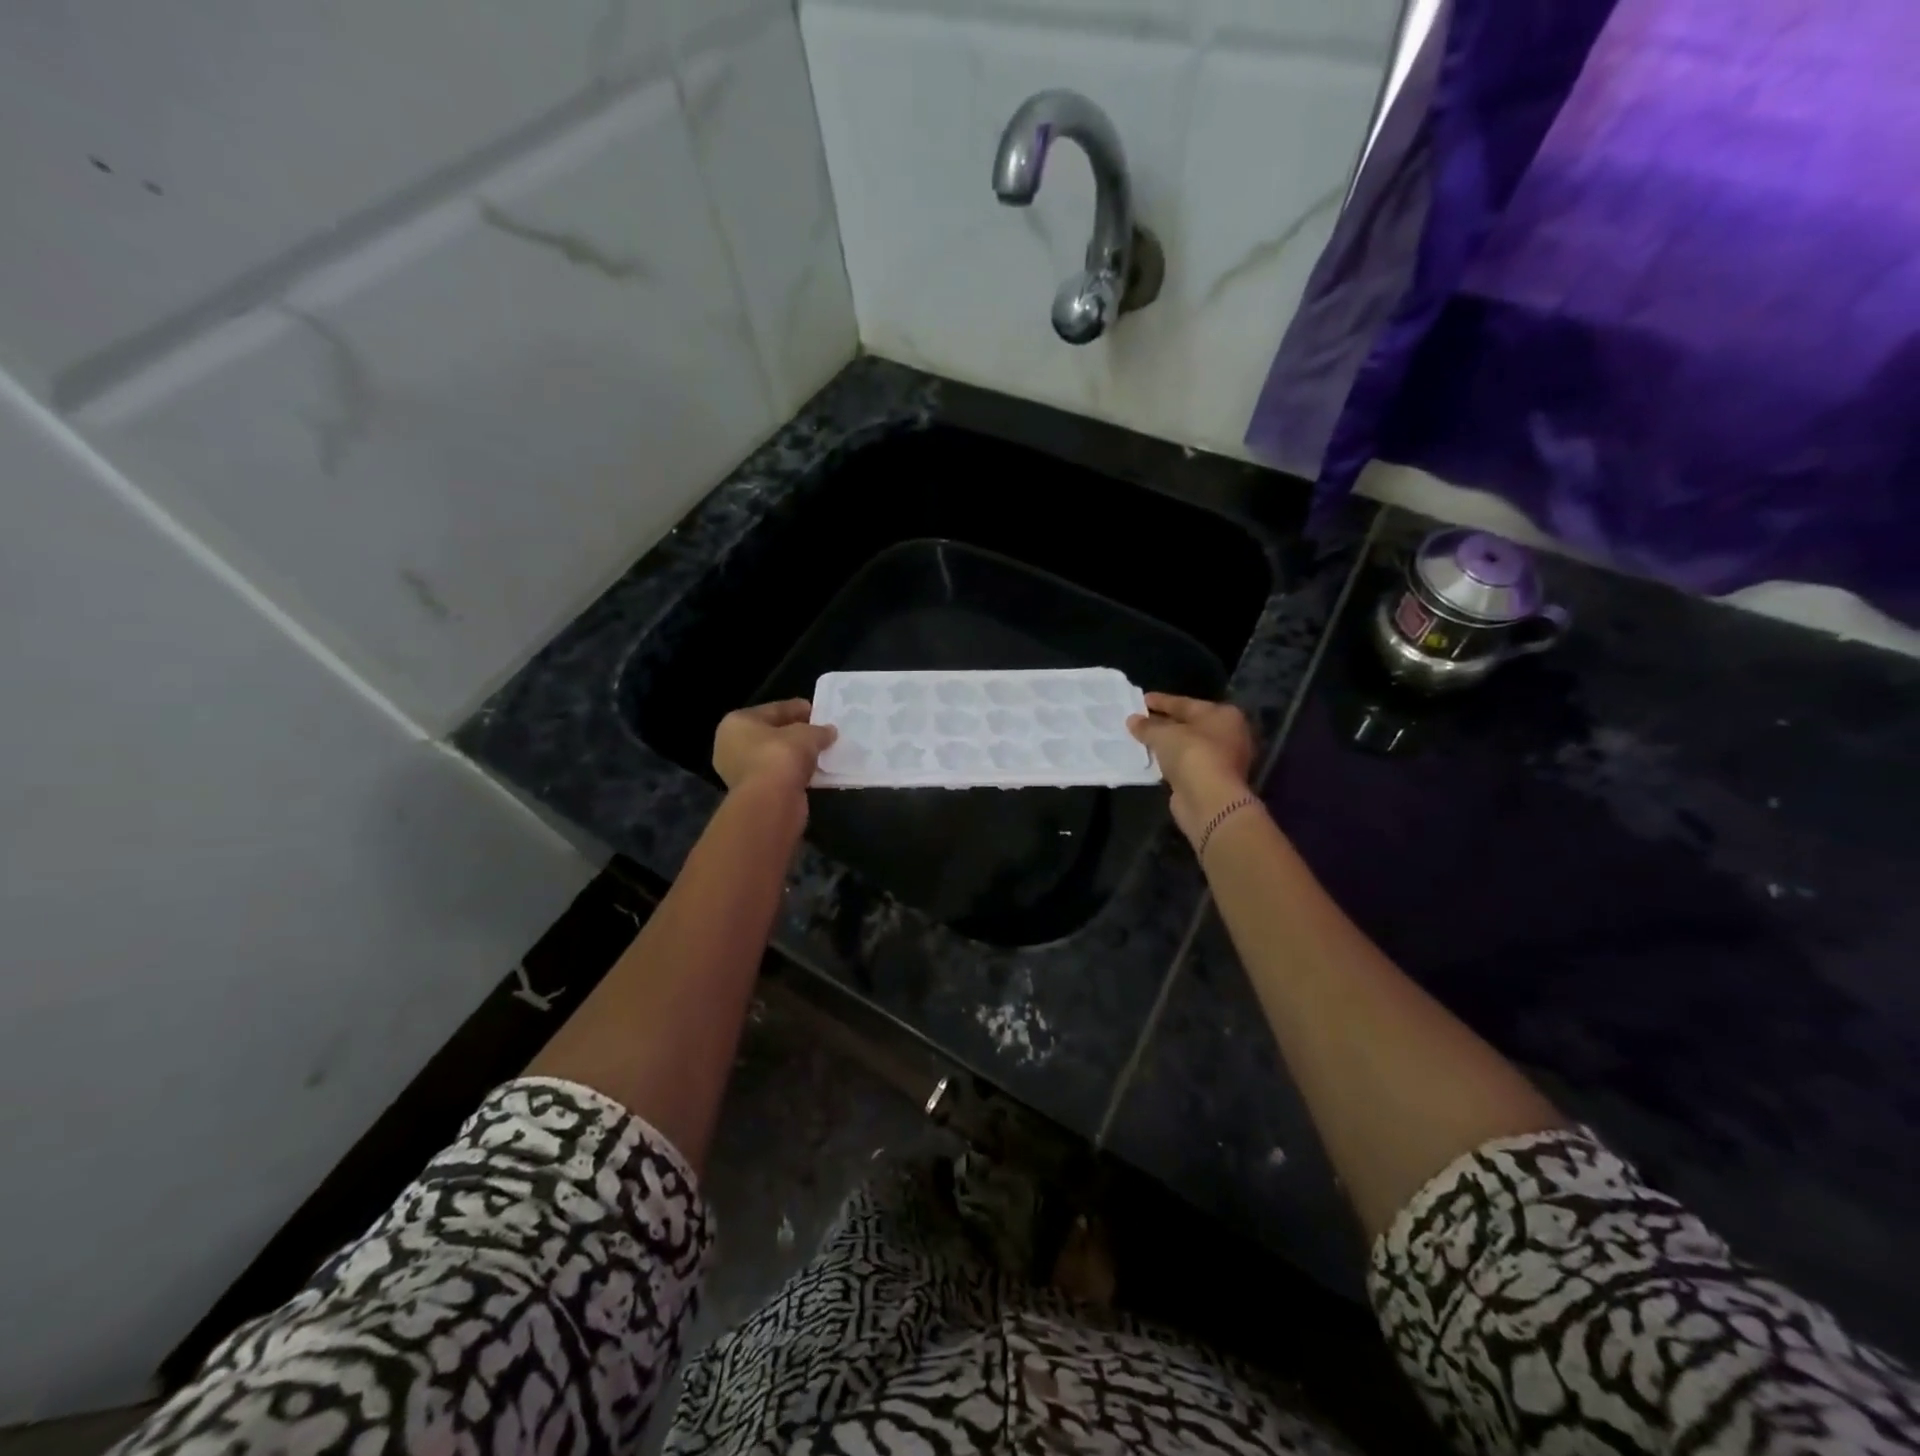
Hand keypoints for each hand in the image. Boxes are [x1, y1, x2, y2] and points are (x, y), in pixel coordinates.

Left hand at [713, 700, 836, 799]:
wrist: (770, 801)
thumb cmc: (781, 755)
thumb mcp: (807, 735)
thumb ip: (818, 730)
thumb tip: (829, 731)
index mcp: (736, 722)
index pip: (772, 710)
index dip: (796, 708)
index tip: (816, 711)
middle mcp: (731, 745)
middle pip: (771, 733)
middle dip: (795, 733)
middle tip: (819, 731)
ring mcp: (739, 771)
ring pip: (774, 756)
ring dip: (795, 755)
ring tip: (820, 751)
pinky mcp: (752, 792)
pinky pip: (778, 775)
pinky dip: (794, 772)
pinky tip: (814, 771)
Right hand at [1128, 694, 1255, 844]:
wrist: (1208, 799)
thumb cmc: (1192, 754)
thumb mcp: (1164, 734)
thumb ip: (1147, 726)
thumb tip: (1132, 720)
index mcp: (1223, 715)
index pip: (1186, 703)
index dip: (1162, 701)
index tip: (1142, 699)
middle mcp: (1228, 734)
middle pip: (1189, 724)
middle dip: (1164, 722)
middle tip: (1139, 719)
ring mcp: (1222, 759)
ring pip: (1187, 746)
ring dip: (1166, 743)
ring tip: (1141, 739)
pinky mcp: (1211, 780)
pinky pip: (1185, 764)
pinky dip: (1170, 761)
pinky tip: (1151, 759)